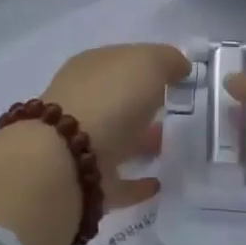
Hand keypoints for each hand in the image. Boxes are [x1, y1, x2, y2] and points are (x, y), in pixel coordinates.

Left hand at [0, 44, 188, 244]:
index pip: (123, 61)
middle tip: (178, 110)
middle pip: (118, 100)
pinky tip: (159, 183)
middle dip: (144, 103)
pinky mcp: (85, 184)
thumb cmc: (109, 99)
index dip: (150, 65)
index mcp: (90, 68)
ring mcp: (80, 145)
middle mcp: (81, 102)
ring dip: (142, 141)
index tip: (178, 76)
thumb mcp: (147, 64)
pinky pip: (117, 180)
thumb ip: (167, 60)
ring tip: (173, 146)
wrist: (66, 162)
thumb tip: (180, 66)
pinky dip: (136, 183)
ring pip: (117, 138)